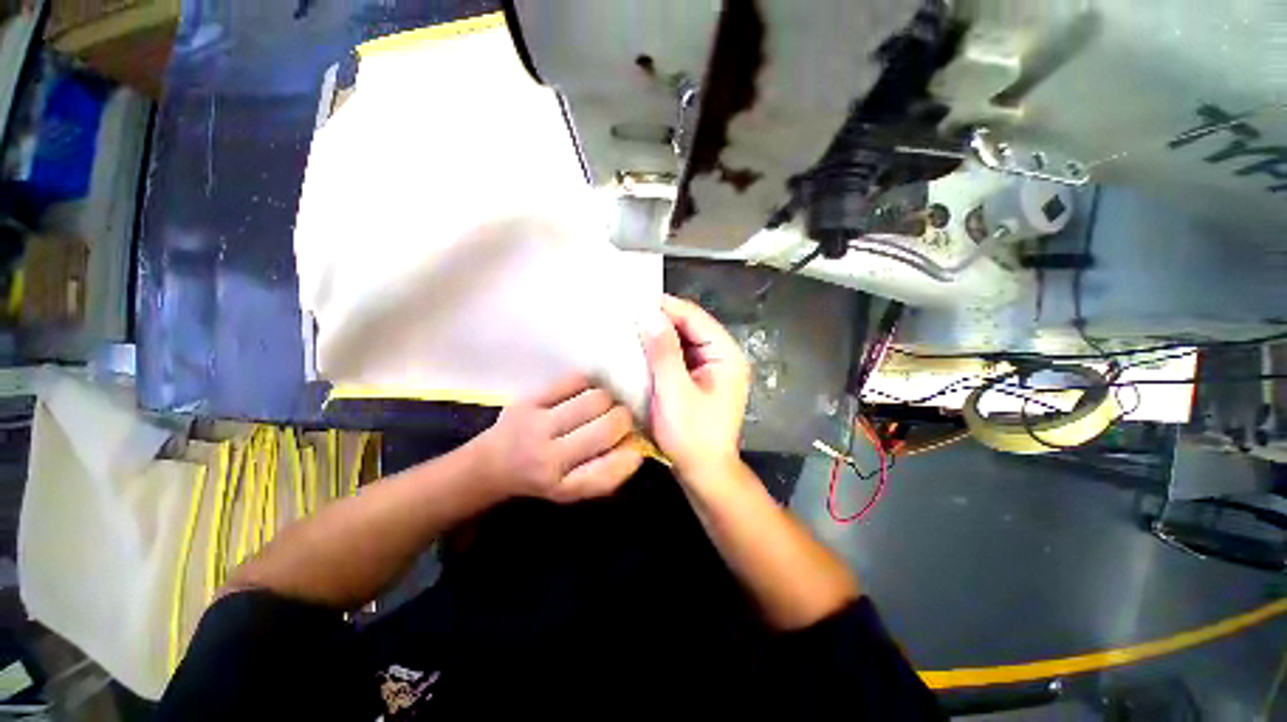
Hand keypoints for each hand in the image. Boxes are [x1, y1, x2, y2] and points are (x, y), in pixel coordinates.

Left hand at [474, 376, 643, 503]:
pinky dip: (590, 384)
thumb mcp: (573, 488)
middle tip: (619, 420)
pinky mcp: (530, 399)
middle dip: (623, 420)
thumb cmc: (543, 477)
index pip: (610, 471)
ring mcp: (537, 424)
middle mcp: (549, 457)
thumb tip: (636, 445)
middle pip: (608, 427)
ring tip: (601, 407)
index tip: (633, 447)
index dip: (630, 455)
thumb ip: (606, 473)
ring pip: (596, 400)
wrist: (492, 463)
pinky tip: (585, 393)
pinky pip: (576, 380)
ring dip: (608, 401)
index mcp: (563, 486)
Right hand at [643, 295, 749, 482]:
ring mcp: (712, 368)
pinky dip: (662, 351)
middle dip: (661, 320)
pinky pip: (680, 356)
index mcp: (726, 355)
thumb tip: (650, 315)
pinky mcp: (700, 379)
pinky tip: (642, 349)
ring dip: (660, 335)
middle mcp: (723, 356)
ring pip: (684, 340)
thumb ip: (664, 352)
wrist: (704, 473)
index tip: (635, 301)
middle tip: (628, 314)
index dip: (666, 307)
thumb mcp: (674, 392)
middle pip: (691, 326)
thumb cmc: (692, 436)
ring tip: (631, 327)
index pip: (695, 318)